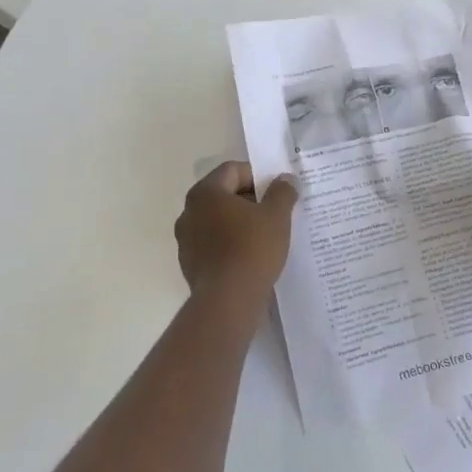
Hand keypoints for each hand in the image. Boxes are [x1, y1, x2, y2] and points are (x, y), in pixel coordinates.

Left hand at [174, 162, 297, 320]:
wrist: (227, 302)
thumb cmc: (251, 249)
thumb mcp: (276, 216)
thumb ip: (282, 192)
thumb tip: (286, 179)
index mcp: (205, 192)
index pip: (232, 170)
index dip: (257, 176)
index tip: (277, 191)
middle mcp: (189, 212)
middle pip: (223, 195)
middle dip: (250, 200)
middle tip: (275, 212)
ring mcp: (186, 240)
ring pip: (218, 221)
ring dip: (239, 223)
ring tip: (265, 236)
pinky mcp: (190, 265)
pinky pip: (213, 245)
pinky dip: (230, 244)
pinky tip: (250, 257)